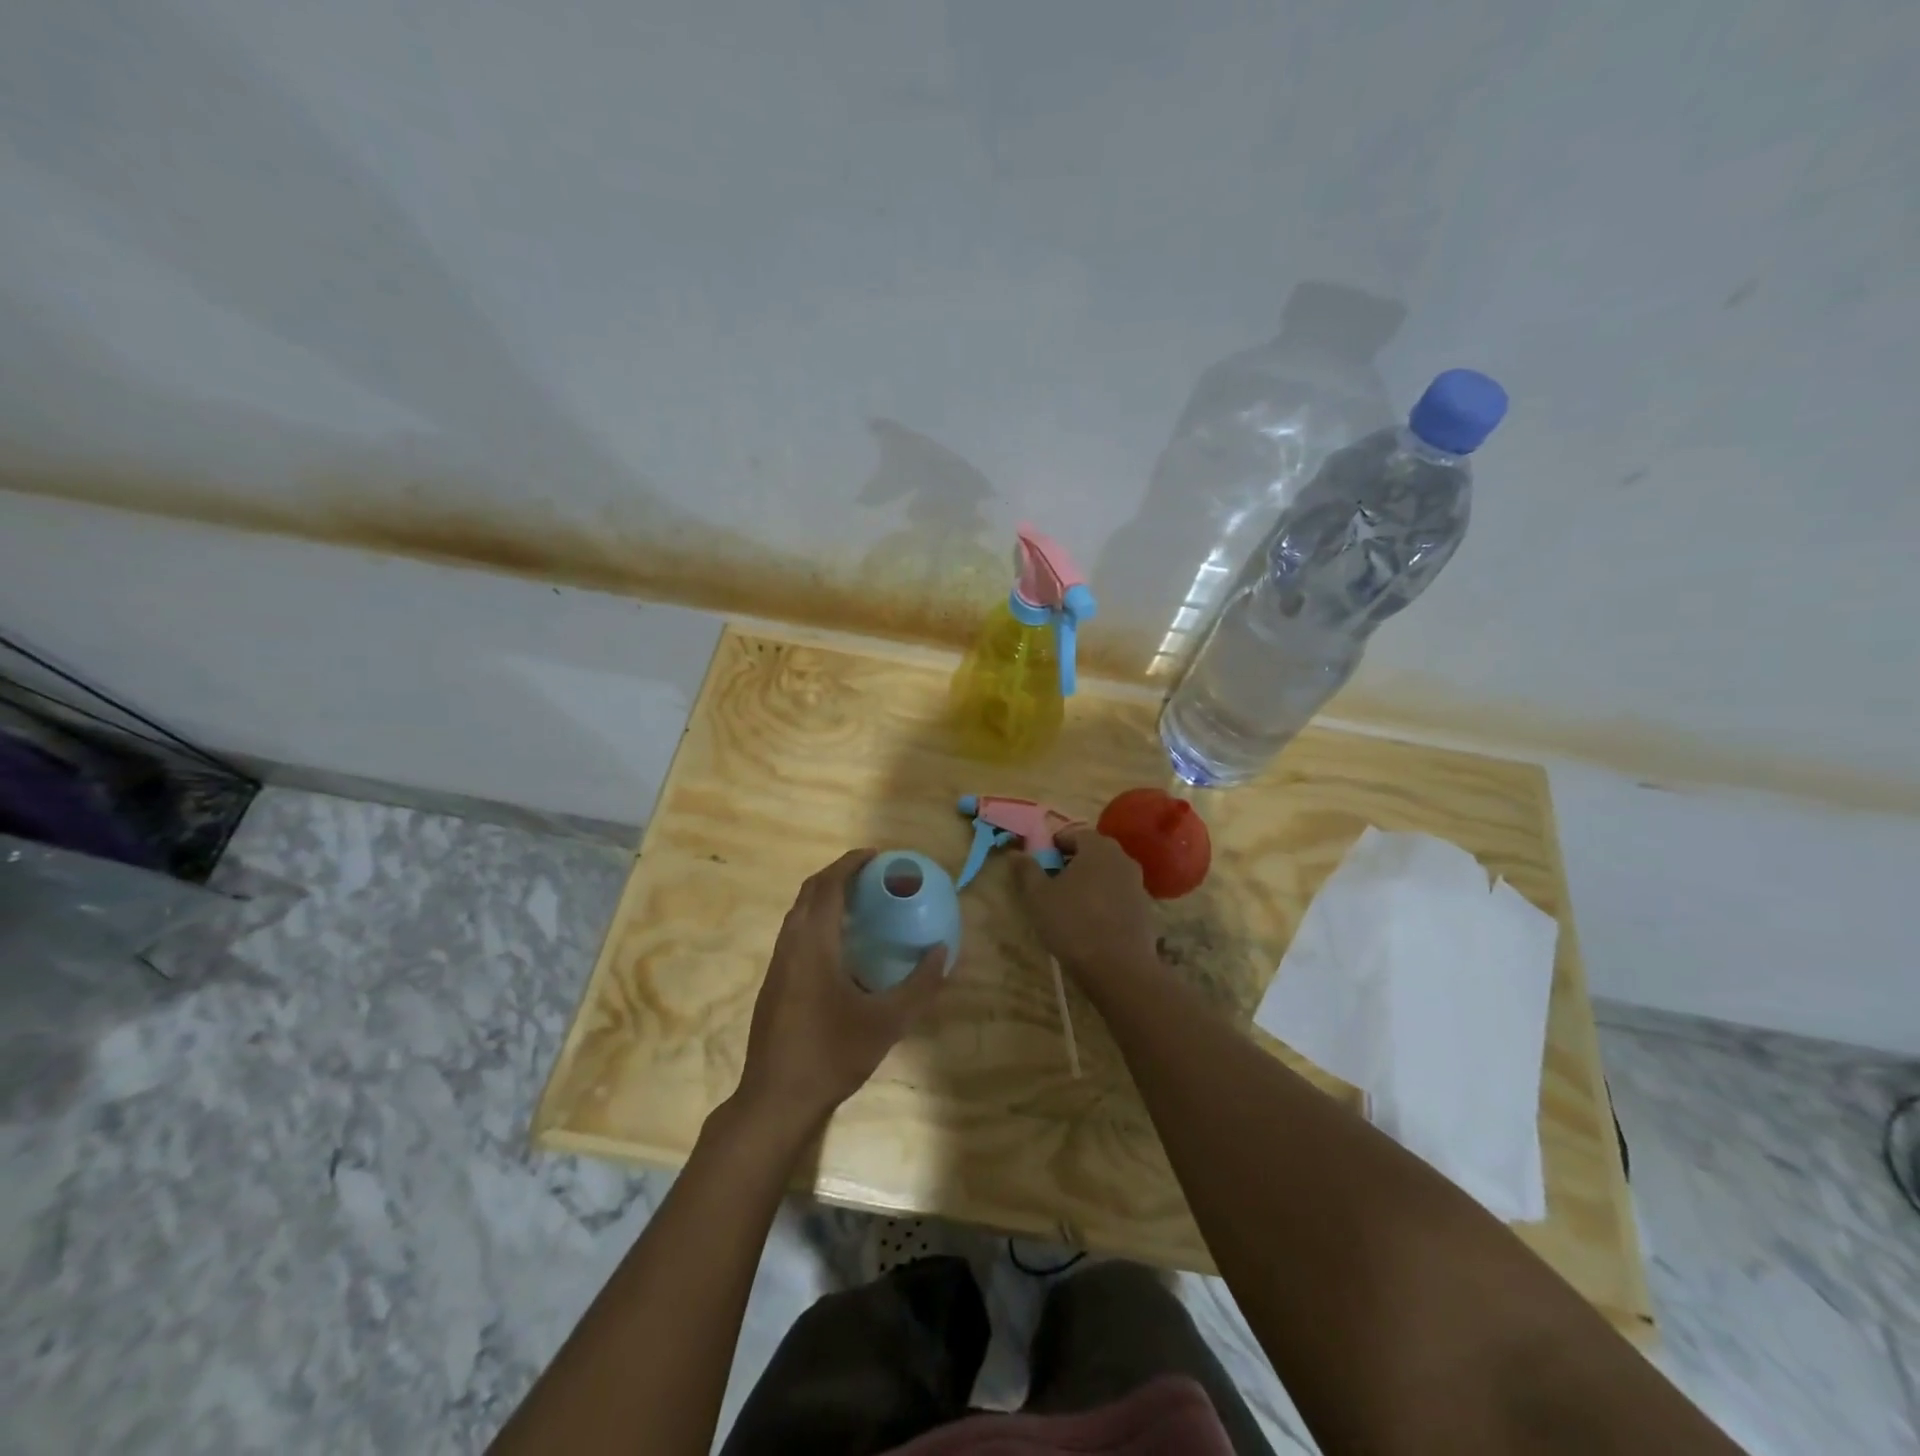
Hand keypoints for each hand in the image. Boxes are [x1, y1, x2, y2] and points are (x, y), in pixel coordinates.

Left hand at [734, 850, 948, 1130]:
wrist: (776, 1099)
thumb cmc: (832, 1054)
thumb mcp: (887, 1022)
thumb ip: (919, 985)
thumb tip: (943, 952)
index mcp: (813, 945)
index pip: (827, 886)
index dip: (850, 864)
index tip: (876, 856)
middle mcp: (790, 945)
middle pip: (809, 893)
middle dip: (838, 875)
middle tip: (872, 874)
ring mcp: (777, 965)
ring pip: (798, 913)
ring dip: (825, 897)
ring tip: (860, 902)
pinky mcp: (774, 983)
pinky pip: (795, 933)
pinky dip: (817, 920)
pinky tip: (841, 945)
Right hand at [1012, 826, 1159, 984]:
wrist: (1119, 968)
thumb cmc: (1073, 923)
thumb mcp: (1038, 896)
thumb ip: (1026, 870)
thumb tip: (1016, 853)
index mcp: (1098, 847)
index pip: (1075, 834)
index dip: (1056, 845)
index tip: (1042, 862)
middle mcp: (1122, 858)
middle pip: (1094, 852)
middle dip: (1073, 862)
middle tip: (1053, 881)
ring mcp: (1138, 884)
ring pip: (1108, 874)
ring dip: (1090, 882)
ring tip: (1070, 904)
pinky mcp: (1145, 909)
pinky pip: (1119, 895)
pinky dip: (1104, 901)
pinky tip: (1091, 922)